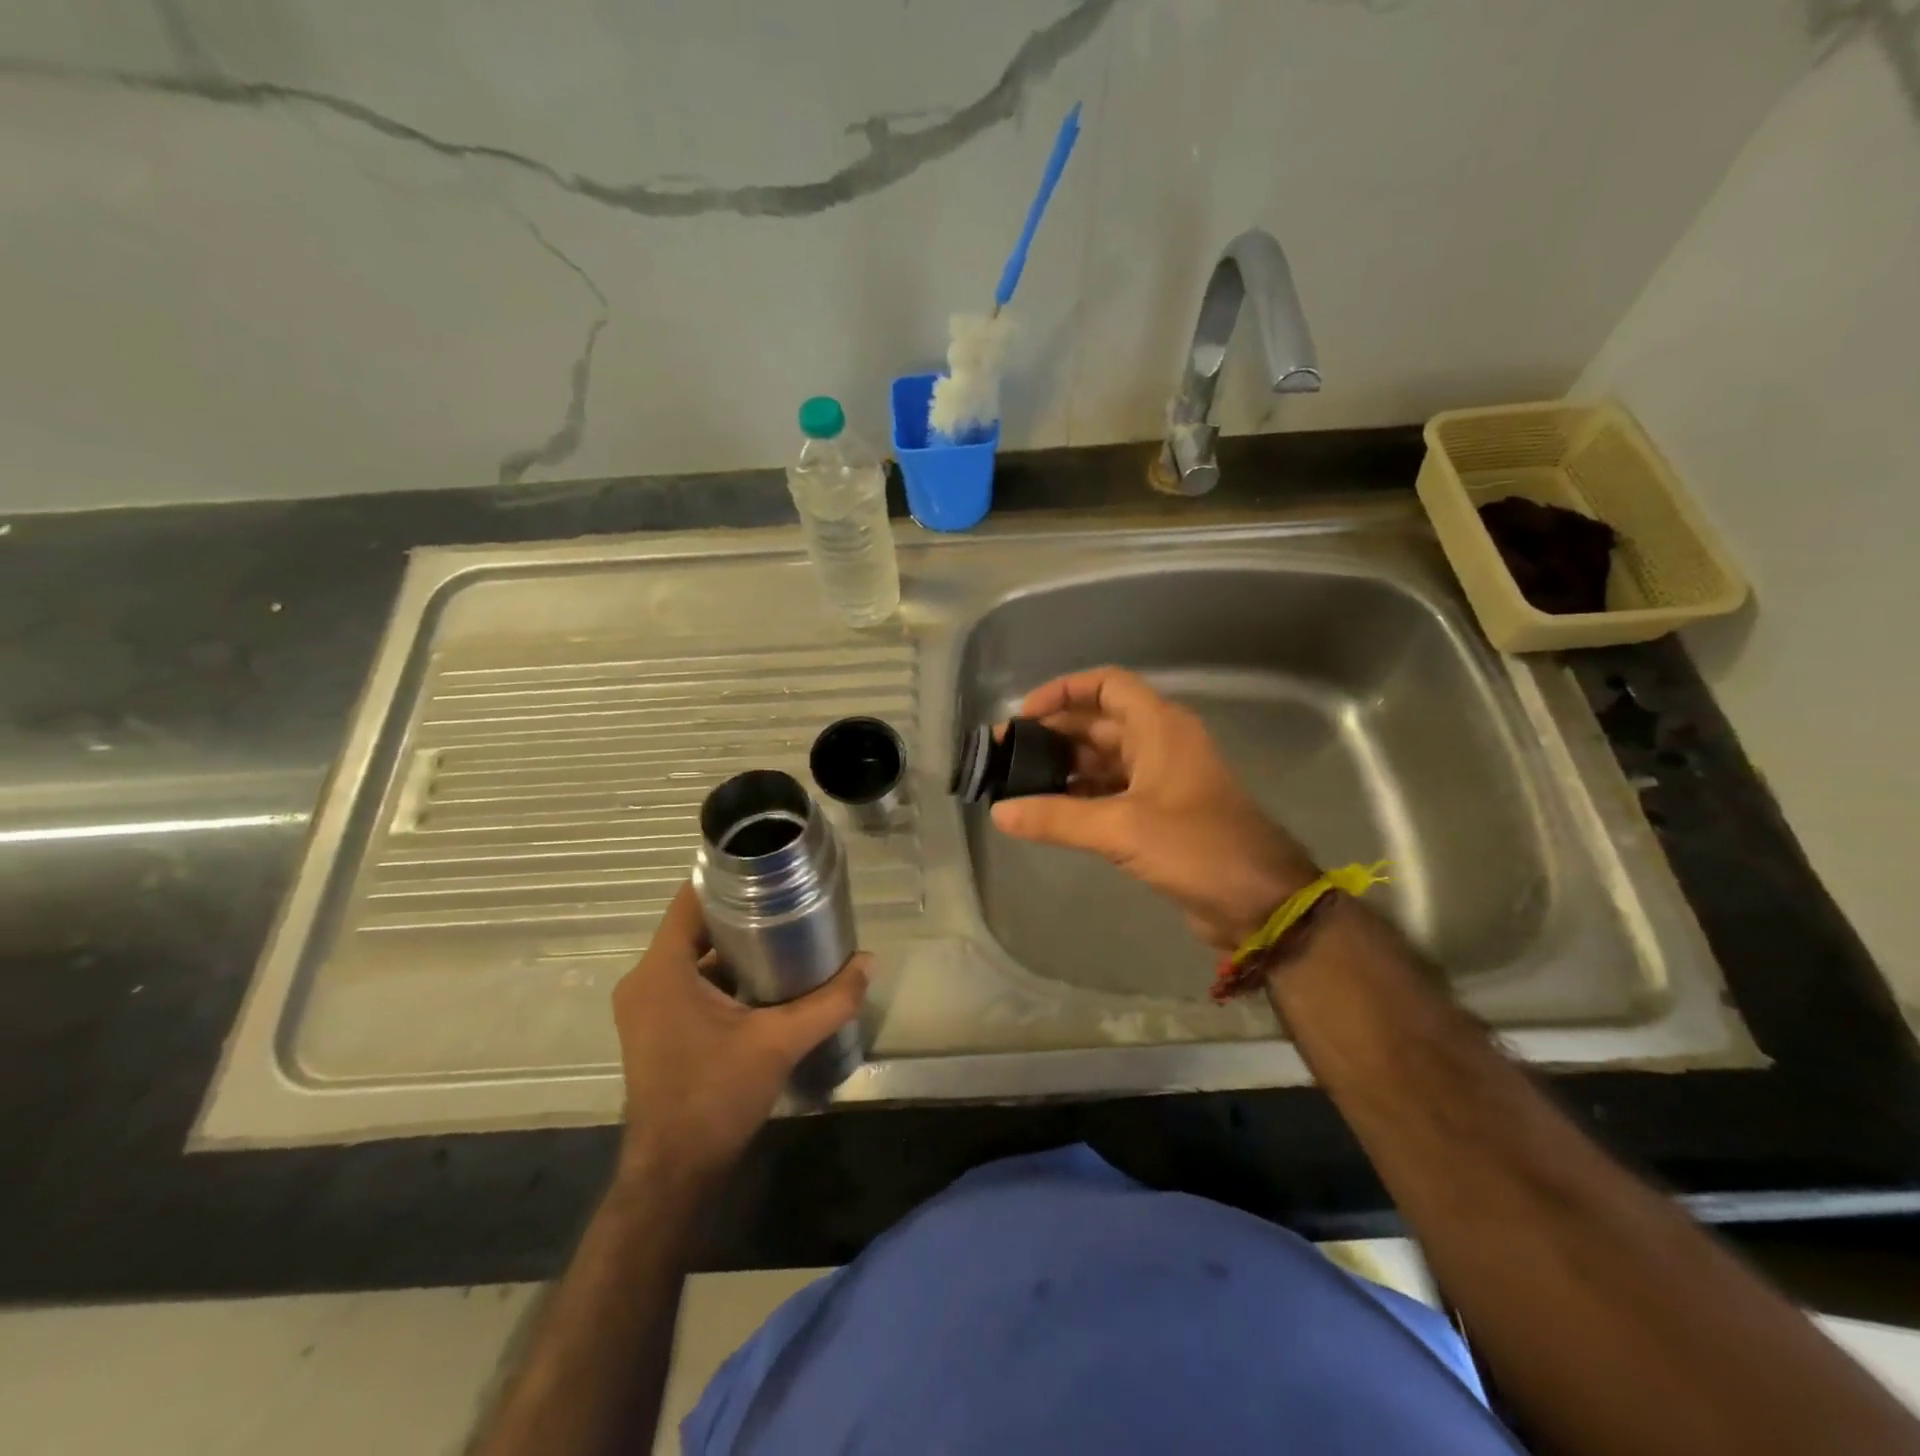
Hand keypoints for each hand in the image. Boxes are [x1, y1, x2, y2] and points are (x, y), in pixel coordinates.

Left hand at [611, 882, 867, 1183]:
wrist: (675, 1172)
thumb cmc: (716, 1096)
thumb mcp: (779, 1043)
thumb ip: (828, 1001)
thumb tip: (868, 963)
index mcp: (661, 971)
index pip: (690, 900)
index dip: (729, 880)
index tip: (770, 871)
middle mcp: (644, 981)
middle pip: (694, 926)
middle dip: (741, 913)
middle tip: (789, 904)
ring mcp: (645, 1007)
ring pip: (692, 956)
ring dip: (733, 947)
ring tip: (784, 936)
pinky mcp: (655, 1028)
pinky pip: (688, 982)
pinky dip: (721, 976)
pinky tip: (763, 981)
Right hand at [990, 666, 1318, 952]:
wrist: (1259, 901)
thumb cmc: (1196, 847)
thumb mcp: (1121, 827)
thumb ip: (1057, 818)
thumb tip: (999, 812)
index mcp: (1159, 727)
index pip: (1106, 685)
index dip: (1063, 691)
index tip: (1024, 716)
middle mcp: (1159, 744)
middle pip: (1097, 723)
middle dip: (1052, 734)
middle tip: (1005, 755)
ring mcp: (1159, 780)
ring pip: (1101, 759)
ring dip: (1062, 767)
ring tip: (1016, 783)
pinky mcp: (1158, 814)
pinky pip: (1109, 792)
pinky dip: (1078, 796)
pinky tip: (1047, 811)